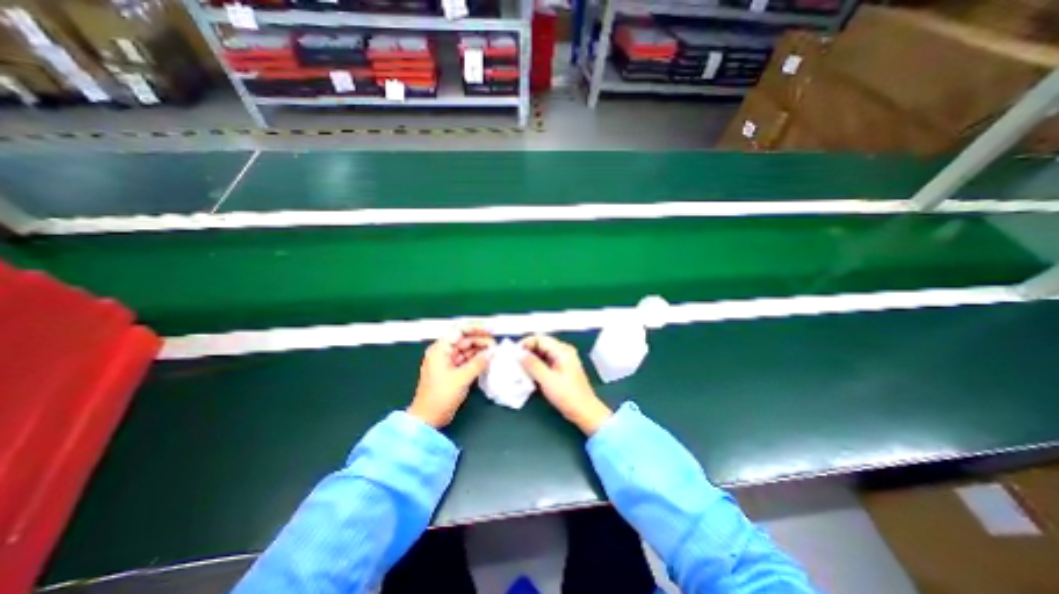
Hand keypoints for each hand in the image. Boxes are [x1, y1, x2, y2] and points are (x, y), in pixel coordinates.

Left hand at [411, 325, 499, 427]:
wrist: (428, 419)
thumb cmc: (440, 396)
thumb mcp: (461, 378)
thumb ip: (478, 363)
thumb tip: (493, 351)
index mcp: (440, 349)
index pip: (459, 330)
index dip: (476, 328)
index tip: (491, 329)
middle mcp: (443, 352)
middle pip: (464, 339)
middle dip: (481, 340)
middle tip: (496, 345)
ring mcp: (448, 362)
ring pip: (467, 349)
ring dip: (480, 350)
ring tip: (495, 352)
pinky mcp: (453, 371)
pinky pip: (467, 359)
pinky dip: (477, 359)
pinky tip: (488, 360)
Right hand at [521, 333, 613, 434]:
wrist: (585, 412)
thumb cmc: (568, 395)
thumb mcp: (547, 380)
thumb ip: (532, 364)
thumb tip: (518, 353)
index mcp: (562, 350)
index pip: (540, 339)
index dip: (525, 343)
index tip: (513, 353)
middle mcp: (562, 351)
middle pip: (540, 345)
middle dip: (526, 352)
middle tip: (513, 361)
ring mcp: (562, 360)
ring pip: (541, 354)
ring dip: (530, 360)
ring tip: (517, 368)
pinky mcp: (560, 369)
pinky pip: (544, 362)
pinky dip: (535, 366)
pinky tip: (527, 374)